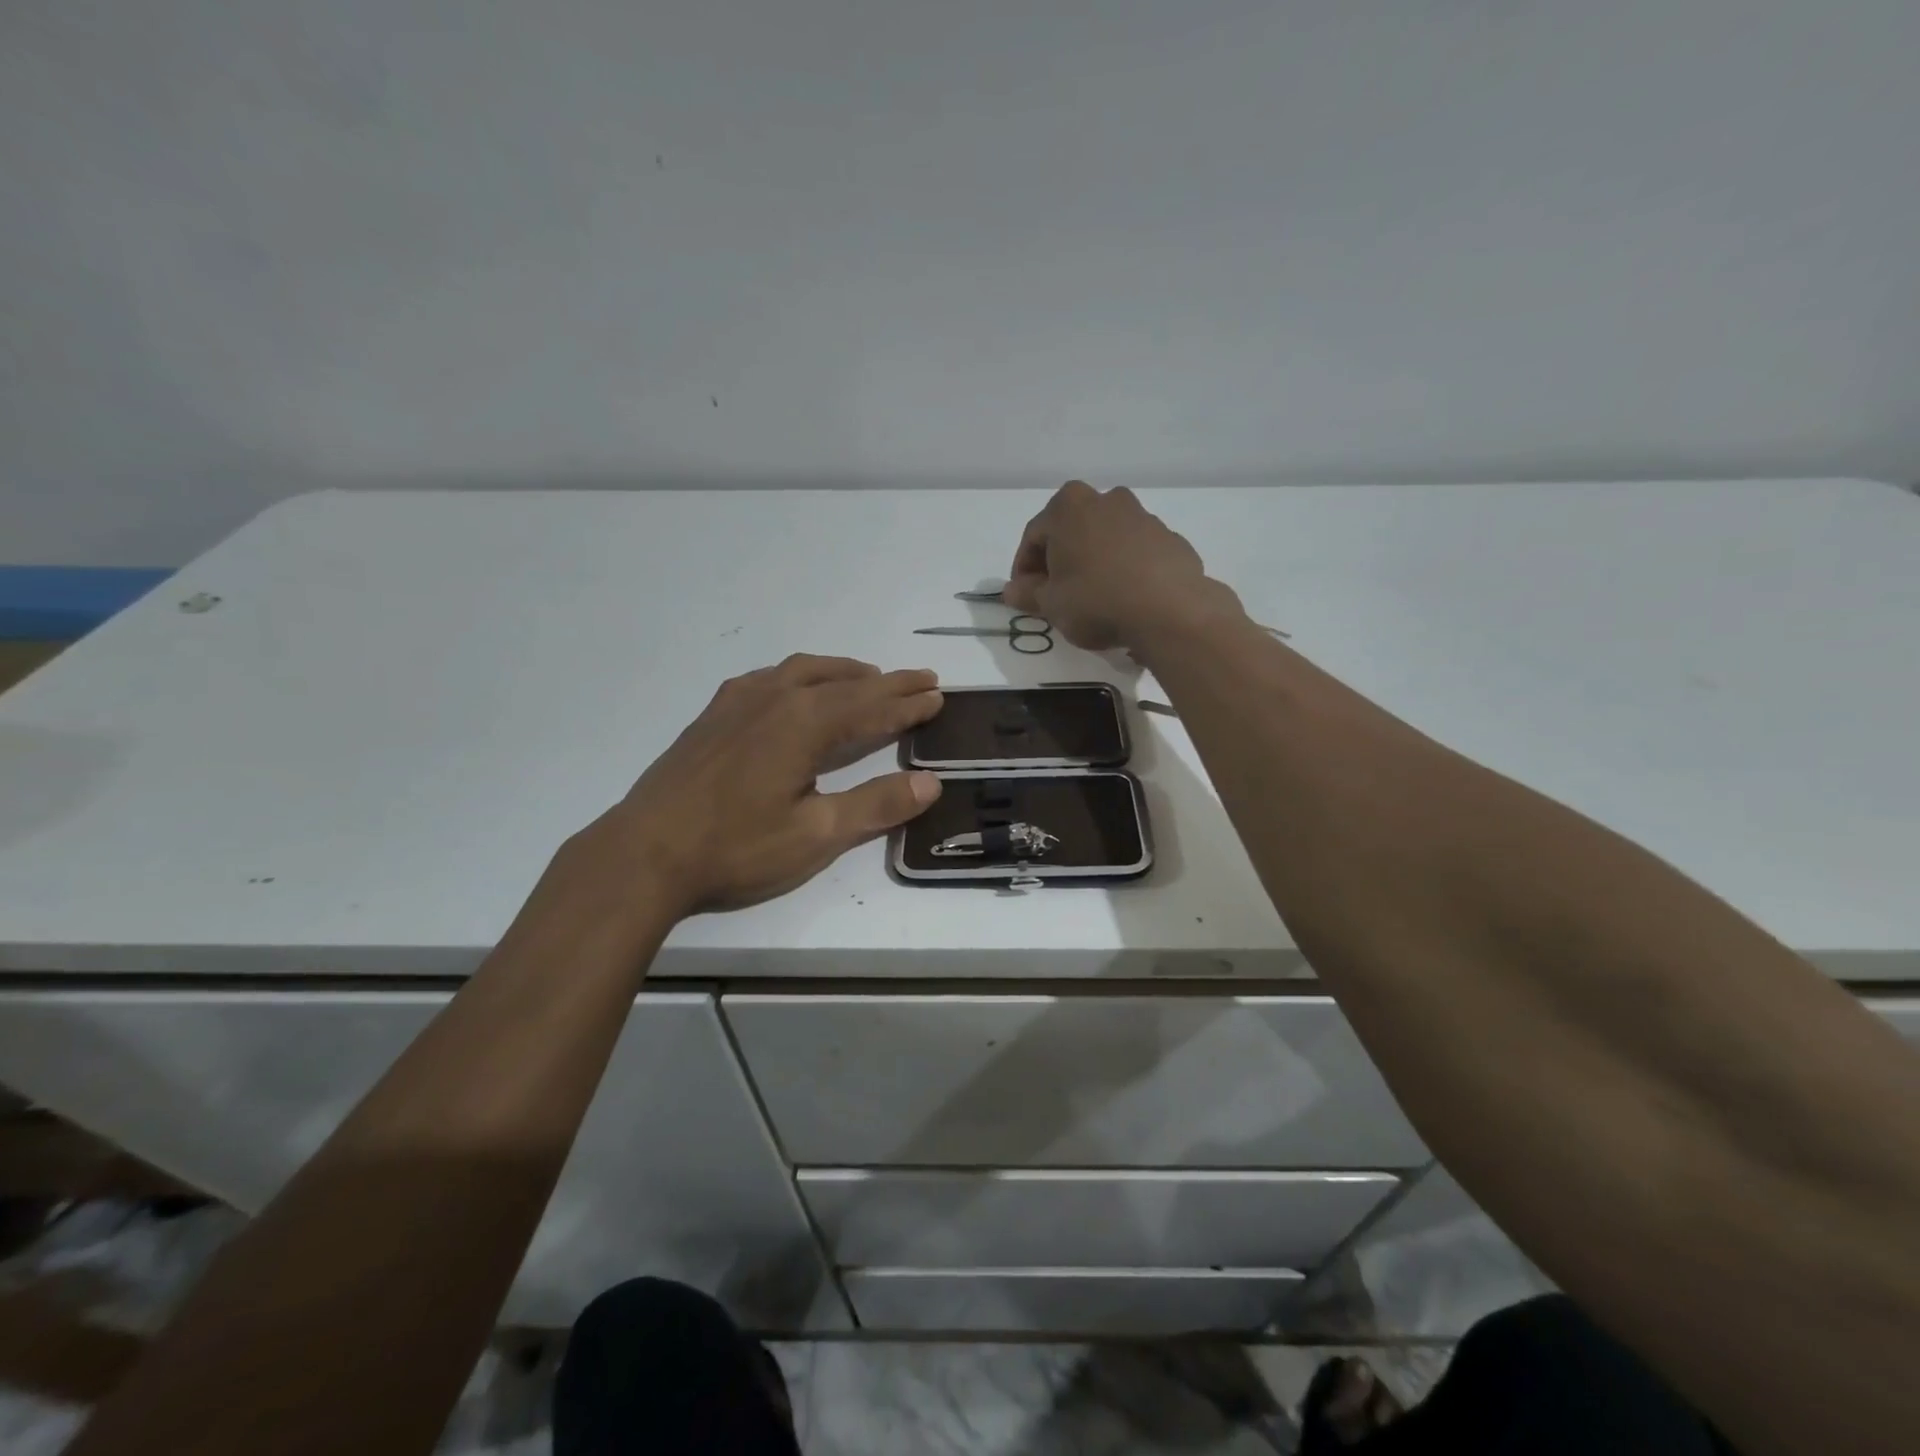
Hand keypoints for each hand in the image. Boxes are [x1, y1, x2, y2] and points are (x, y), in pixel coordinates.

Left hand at [568, 655, 944, 917]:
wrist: (644, 852)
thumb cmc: (736, 847)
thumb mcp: (816, 835)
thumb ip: (876, 805)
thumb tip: (931, 782)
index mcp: (805, 723)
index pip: (872, 706)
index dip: (908, 703)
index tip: (938, 694)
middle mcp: (776, 698)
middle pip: (844, 682)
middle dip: (887, 682)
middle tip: (922, 678)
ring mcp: (739, 701)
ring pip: (804, 671)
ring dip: (843, 672)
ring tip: (867, 677)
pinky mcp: (714, 714)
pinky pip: (769, 678)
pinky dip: (799, 676)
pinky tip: (794, 689)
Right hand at [1004, 481, 1243, 650]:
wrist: (1169, 611)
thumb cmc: (1096, 600)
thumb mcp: (1051, 604)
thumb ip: (1028, 594)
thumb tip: (1012, 590)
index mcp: (1068, 506)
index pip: (1033, 536)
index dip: (1024, 569)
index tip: (1025, 596)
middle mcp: (1106, 499)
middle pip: (1071, 530)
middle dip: (1060, 559)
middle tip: (1056, 594)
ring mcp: (1142, 516)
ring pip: (1105, 538)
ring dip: (1093, 561)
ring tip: (1092, 597)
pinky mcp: (1169, 538)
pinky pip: (1134, 552)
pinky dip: (1124, 568)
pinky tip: (1124, 597)